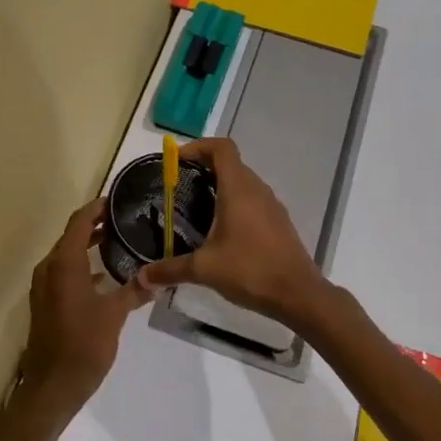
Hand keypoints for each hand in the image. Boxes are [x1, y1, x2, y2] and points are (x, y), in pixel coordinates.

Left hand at [21, 197, 144, 416]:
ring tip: (120, 242)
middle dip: (96, 225)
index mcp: (64, 264)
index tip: (119, 201)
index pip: (79, 221)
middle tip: (126, 220)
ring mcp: (44, 285)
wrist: (51, 386)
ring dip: (88, 245)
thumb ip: (134, 292)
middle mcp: (49, 268)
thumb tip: (158, 279)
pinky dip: (82, 265)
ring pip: (67, 254)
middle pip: (72, 235)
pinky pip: (64, 271)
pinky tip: (106, 275)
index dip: (97, 208)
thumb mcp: (114, 315)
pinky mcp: (45, 301)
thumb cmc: (83, 345)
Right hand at [137, 137, 327, 323]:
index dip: (198, 146)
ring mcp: (271, 205)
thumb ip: (170, 270)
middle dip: (203, 167)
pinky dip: (233, 203)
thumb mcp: (204, 269)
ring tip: (195, 207)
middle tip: (178, 185)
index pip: (221, 148)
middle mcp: (257, 190)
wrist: (298, 294)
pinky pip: (252, 200)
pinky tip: (220, 231)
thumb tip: (141, 277)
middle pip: (230, 163)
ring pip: (242, 182)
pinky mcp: (278, 222)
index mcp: (238, 189)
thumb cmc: (250, 270)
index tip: (176, 160)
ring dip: (219, 185)